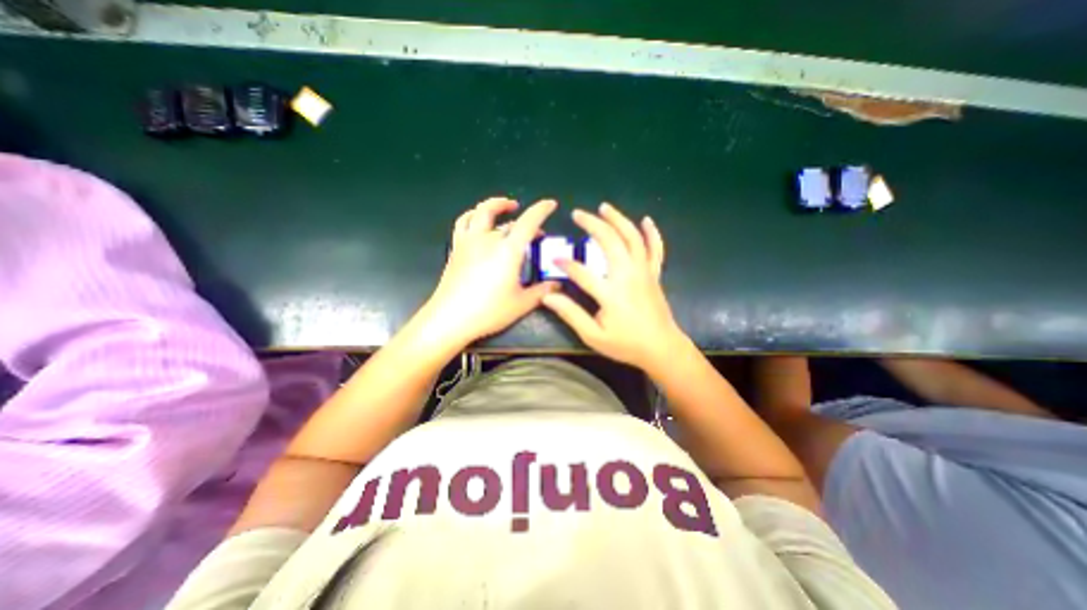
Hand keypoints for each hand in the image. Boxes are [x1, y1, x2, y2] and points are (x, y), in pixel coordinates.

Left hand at [416, 195, 554, 345]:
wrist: (450, 319)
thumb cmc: (489, 311)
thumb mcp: (522, 303)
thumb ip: (542, 291)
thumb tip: (558, 285)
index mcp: (508, 250)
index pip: (529, 222)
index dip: (542, 210)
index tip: (551, 204)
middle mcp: (488, 239)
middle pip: (508, 221)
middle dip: (526, 220)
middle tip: (536, 232)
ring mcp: (469, 242)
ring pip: (481, 212)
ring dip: (496, 205)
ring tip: (505, 207)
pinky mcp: (456, 248)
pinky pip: (464, 223)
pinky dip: (474, 215)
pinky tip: (478, 221)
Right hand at [544, 202, 686, 368]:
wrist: (661, 348)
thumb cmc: (626, 344)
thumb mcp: (593, 335)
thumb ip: (571, 314)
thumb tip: (547, 297)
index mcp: (611, 293)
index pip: (582, 272)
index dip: (565, 263)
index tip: (553, 259)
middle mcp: (628, 276)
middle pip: (611, 242)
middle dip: (592, 224)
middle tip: (578, 214)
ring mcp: (644, 272)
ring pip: (633, 238)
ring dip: (618, 219)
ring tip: (604, 207)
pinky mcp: (654, 274)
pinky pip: (656, 249)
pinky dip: (652, 233)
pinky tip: (646, 220)